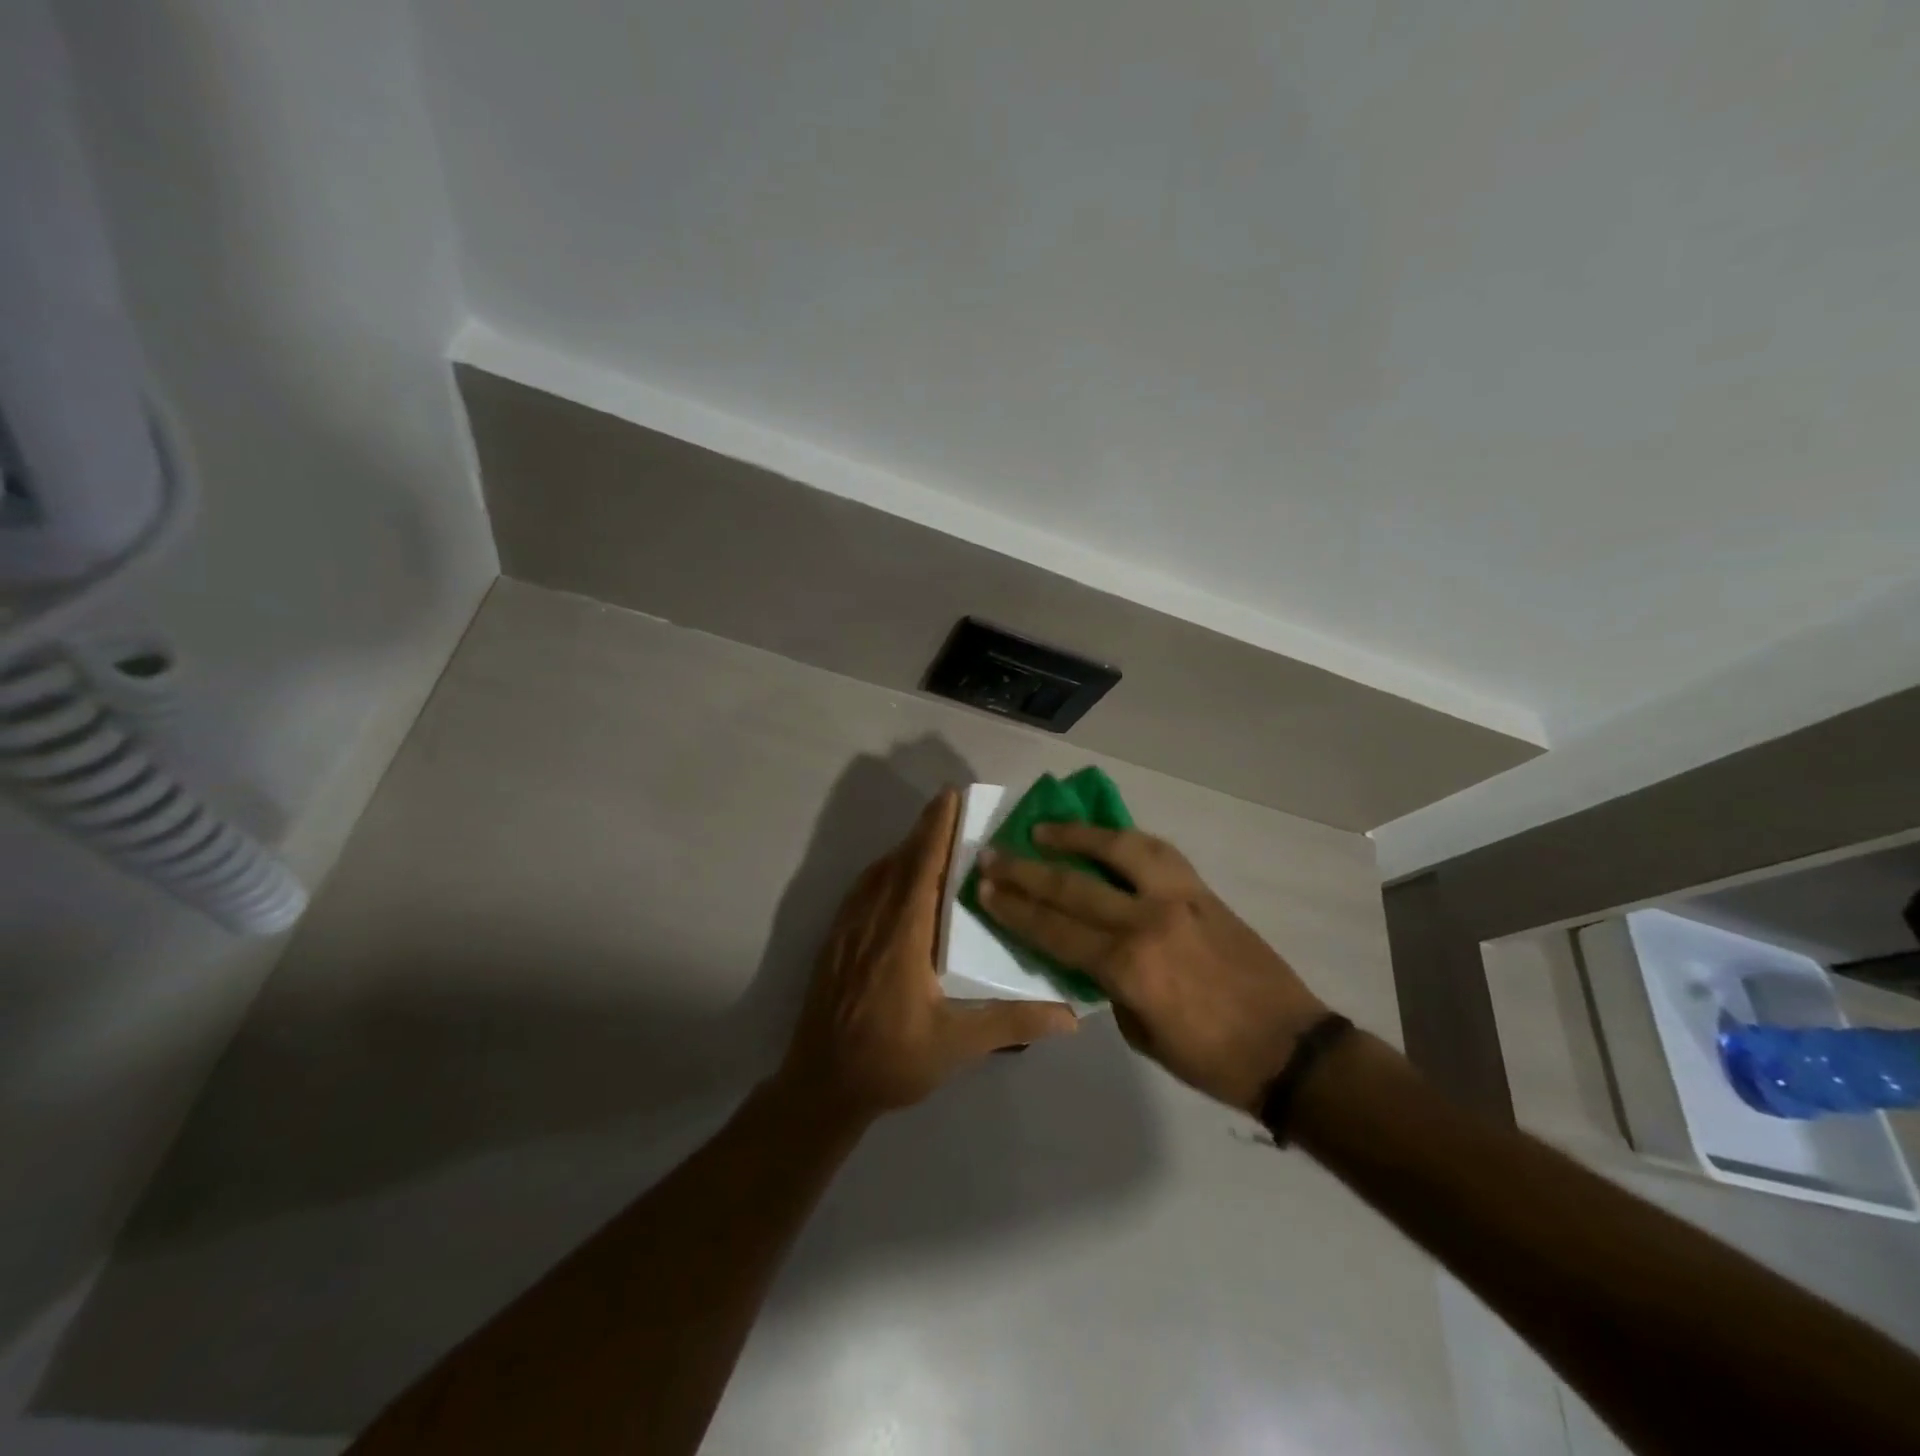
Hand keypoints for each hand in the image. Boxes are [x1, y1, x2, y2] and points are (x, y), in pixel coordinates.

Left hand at [776, 787, 1078, 1123]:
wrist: (820, 1086)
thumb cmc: (890, 1061)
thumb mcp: (955, 1045)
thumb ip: (1012, 1022)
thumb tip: (1071, 1015)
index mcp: (903, 934)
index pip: (922, 866)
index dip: (936, 828)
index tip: (951, 795)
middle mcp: (873, 919)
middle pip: (900, 860)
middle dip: (926, 830)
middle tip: (954, 809)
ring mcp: (848, 928)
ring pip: (878, 873)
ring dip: (906, 849)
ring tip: (933, 839)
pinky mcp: (836, 941)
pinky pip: (863, 890)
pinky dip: (885, 871)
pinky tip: (898, 880)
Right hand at [976, 825, 1329, 1114]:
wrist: (1289, 1048)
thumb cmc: (1210, 1058)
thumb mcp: (1141, 1034)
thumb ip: (1108, 986)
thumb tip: (1088, 953)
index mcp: (1128, 966)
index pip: (1055, 929)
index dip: (1015, 908)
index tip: (984, 888)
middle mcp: (1148, 921)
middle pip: (1073, 886)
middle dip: (1025, 870)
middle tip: (992, 853)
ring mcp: (1179, 898)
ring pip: (1118, 849)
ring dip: (1075, 836)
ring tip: (1042, 828)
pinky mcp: (1203, 891)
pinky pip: (1156, 852)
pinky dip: (1124, 839)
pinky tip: (1105, 836)